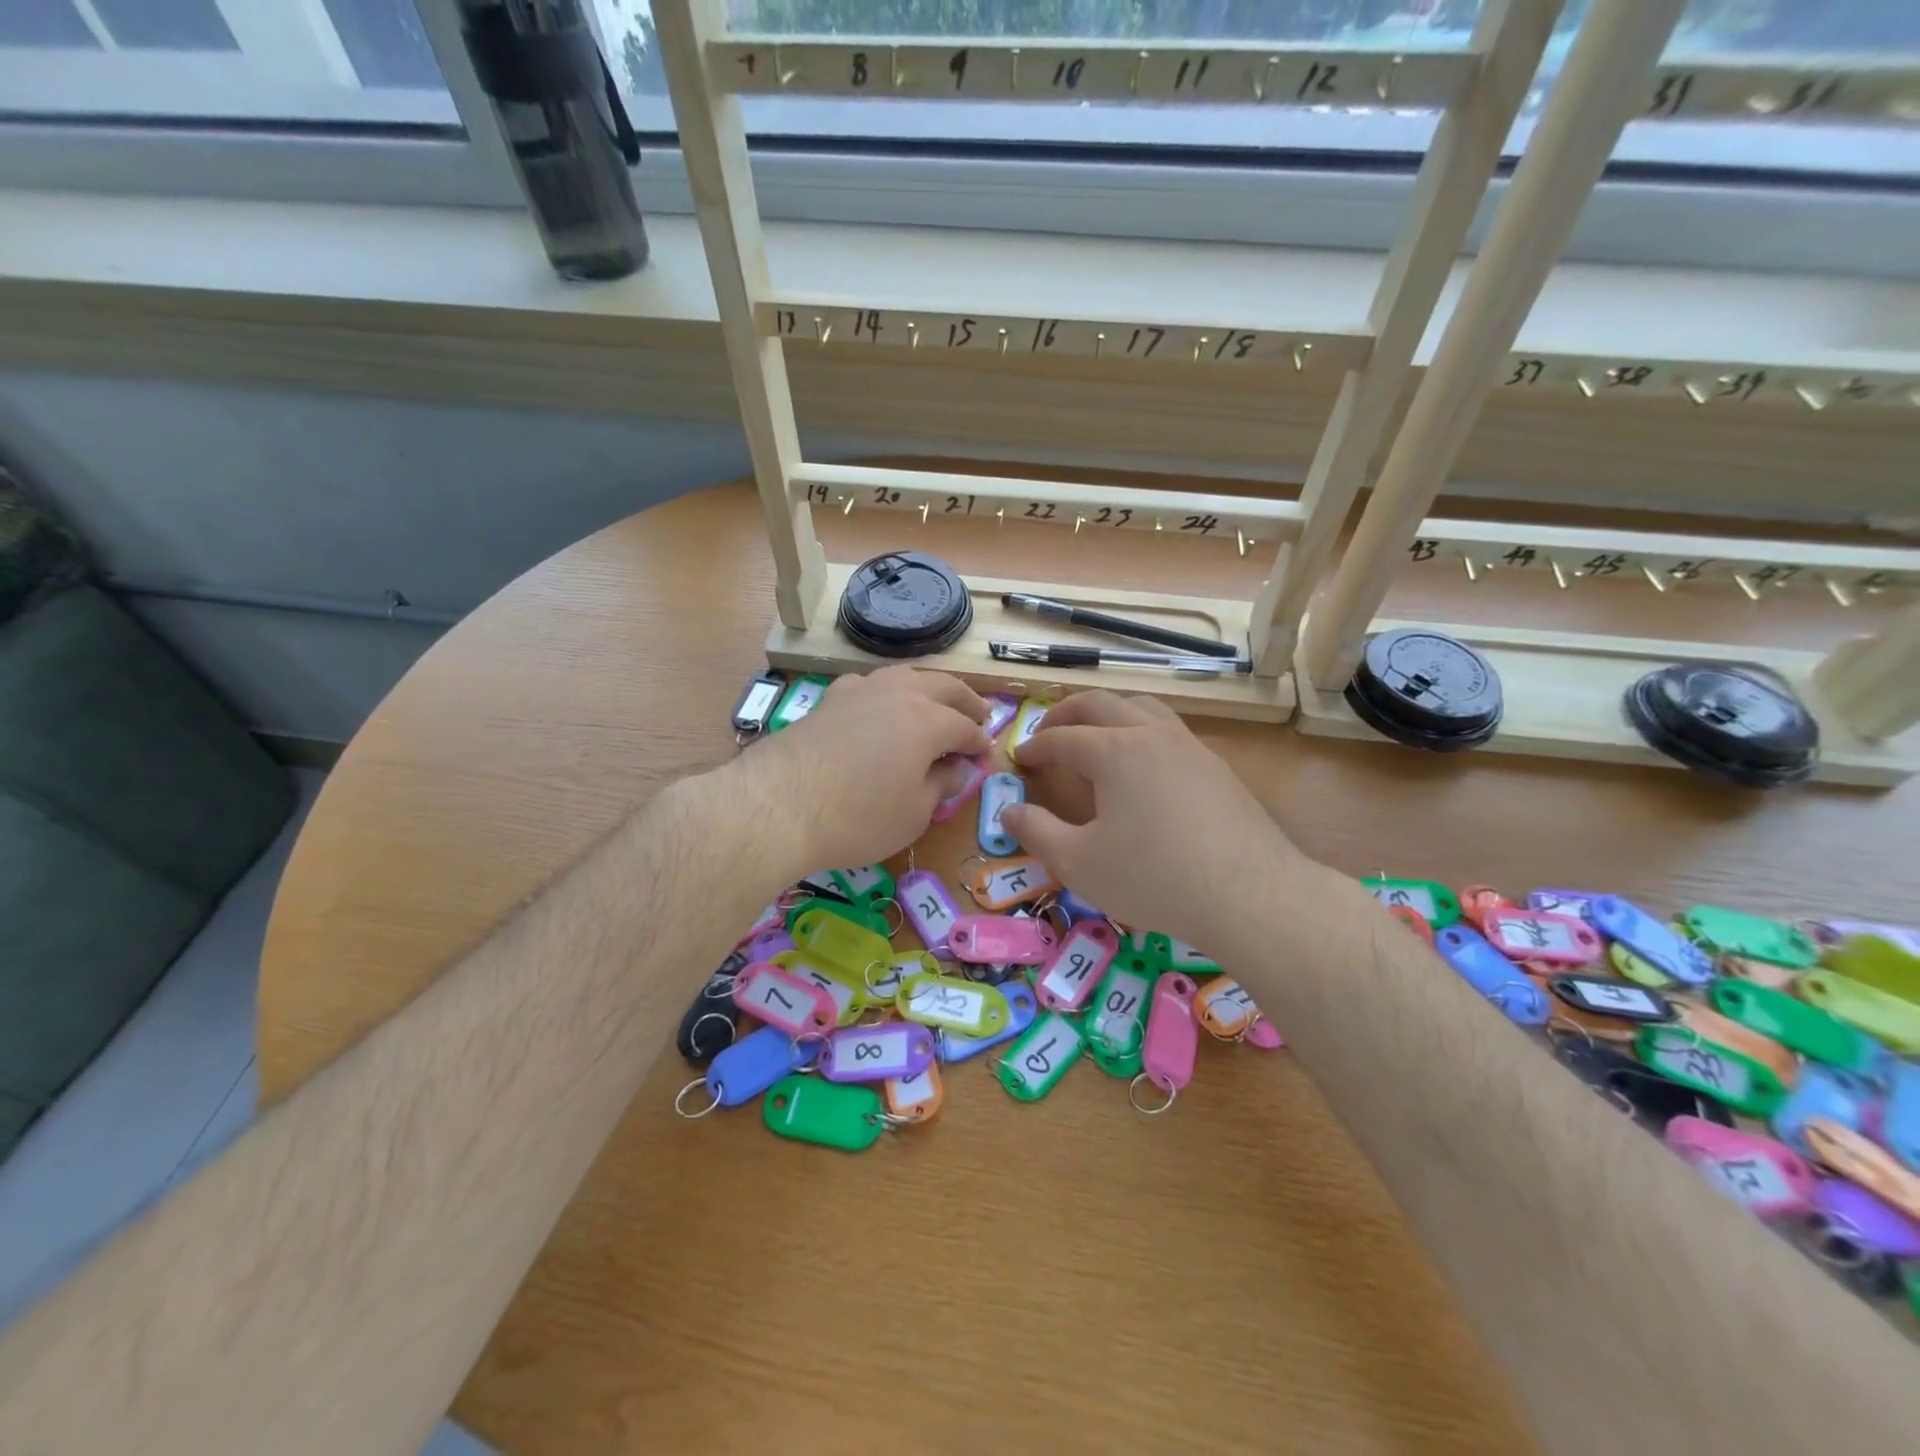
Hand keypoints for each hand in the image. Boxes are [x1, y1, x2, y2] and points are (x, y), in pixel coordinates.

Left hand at [727, 667, 989, 881]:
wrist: (776, 804)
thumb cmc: (857, 817)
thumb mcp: (913, 813)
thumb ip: (940, 786)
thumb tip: (956, 769)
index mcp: (928, 720)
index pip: (965, 727)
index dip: (980, 743)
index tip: (987, 756)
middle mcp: (898, 693)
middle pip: (943, 687)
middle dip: (966, 701)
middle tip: (981, 715)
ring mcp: (860, 690)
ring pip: (906, 676)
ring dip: (929, 688)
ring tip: (937, 703)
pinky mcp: (829, 699)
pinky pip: (870, 684)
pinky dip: (888, 691)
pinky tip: (882, 704)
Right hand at [1001, 692, 1307, 951]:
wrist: (1249, 894)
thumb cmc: (1153, 877)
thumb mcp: (1079, 863)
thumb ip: (1037, 833)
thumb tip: (1008, 812)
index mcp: (1114, 751)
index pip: (1063, 736)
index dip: (1036, 745)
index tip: (1019, 757)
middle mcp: (1151, 735)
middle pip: (1102, 704)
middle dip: (1068, 713)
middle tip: (1049, 731)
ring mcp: (1190, 747)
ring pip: (1143, 707)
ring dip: (1110, 713)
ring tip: (1096, 735)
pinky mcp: (1217, 767)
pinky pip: (1170, 730)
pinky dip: (1143, 731)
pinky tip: (1145, 766)